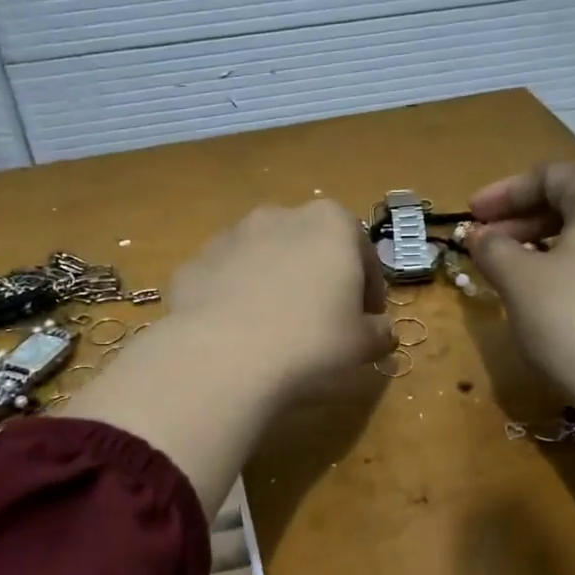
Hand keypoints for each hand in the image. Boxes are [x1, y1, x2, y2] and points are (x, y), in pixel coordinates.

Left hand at [168, 200, 394, 405]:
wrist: (223, 357)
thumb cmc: (311, 341)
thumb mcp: (363, 343)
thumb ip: (379, 332)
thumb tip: (381, 332)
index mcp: (330, 223)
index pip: (363, 253)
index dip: (370, 290)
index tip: (368, 321)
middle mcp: (279, 216)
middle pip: (311, 248)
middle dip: (319, 279)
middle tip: (322, 323)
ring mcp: (230, 236)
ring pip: (265, 260)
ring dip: (275, 285)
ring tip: (276, 330)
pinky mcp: (193, 263)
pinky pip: (226, 280)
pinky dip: (235, 299)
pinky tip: (239, 335)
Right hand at [467, 163, 574, 405]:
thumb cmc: (571, 317)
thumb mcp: (518, 278)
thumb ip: (492, 247)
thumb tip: (480, 236)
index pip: (550, 176)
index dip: (503, 192)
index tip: (471, 215)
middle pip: (570, 202)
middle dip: (520, 219)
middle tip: (484, 243)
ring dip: (540, 244)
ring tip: (508, 270)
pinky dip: (566, 267)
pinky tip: (544, 295)